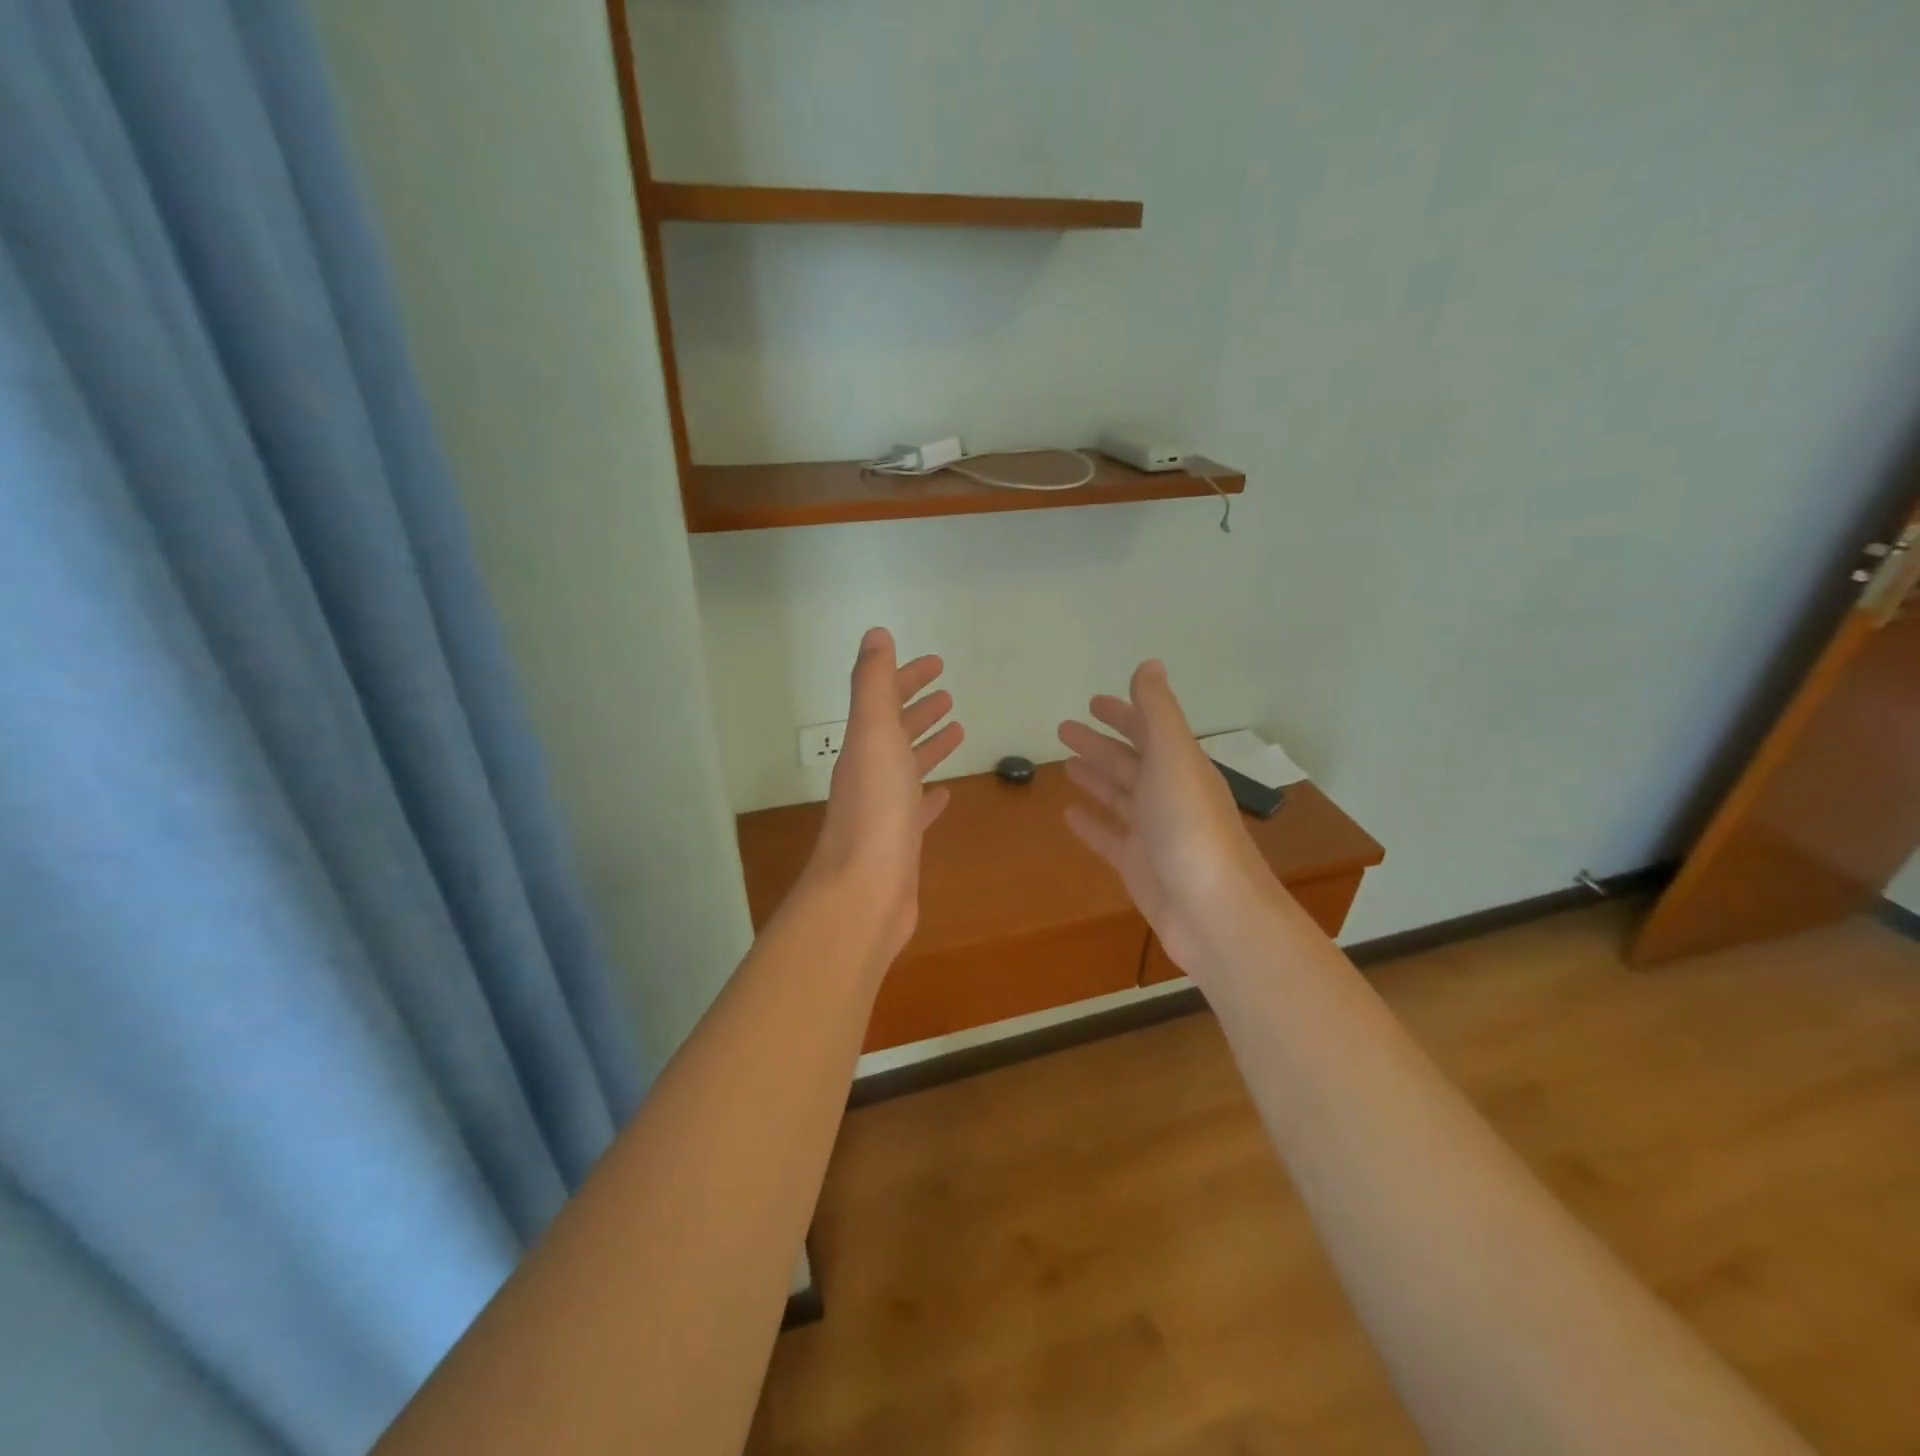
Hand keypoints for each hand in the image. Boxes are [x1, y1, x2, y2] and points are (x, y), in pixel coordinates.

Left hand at [802, 628, 963, 967]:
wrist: (864, 893)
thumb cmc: (875, 810)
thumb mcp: (874, 735)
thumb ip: (874, 684)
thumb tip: (875, 634)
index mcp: (863, 746)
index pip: (884, 700)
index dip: (907, 677)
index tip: (937, 664)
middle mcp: (870, 774)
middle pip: (895, 731)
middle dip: (919, 708)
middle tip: (948, 693)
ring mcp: (884, 810)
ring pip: (908, 767)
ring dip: (928, 744)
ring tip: (957, 729)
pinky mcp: (901, 843)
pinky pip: (918, 809)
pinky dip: (931, 795)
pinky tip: (945, 793)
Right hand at [1058, 661, 1278, 979]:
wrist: (1214, 912)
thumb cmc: (1191, 828)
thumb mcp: (1174, 758)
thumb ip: (1158, 712)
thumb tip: (1148, 664)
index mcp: (1180, 766)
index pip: (1148, 730)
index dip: (1123, 713)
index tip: (1093, 701)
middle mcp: (1168, 795)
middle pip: (1129, 762)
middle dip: (1099, 744)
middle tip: (1063, 729)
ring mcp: (1154, 833)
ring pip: (1119, 797)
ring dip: (1095, 778)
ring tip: (1065, 765)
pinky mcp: (1139, 867)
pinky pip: (1110, 838)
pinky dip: (1091, 824)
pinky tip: (1068, 815)